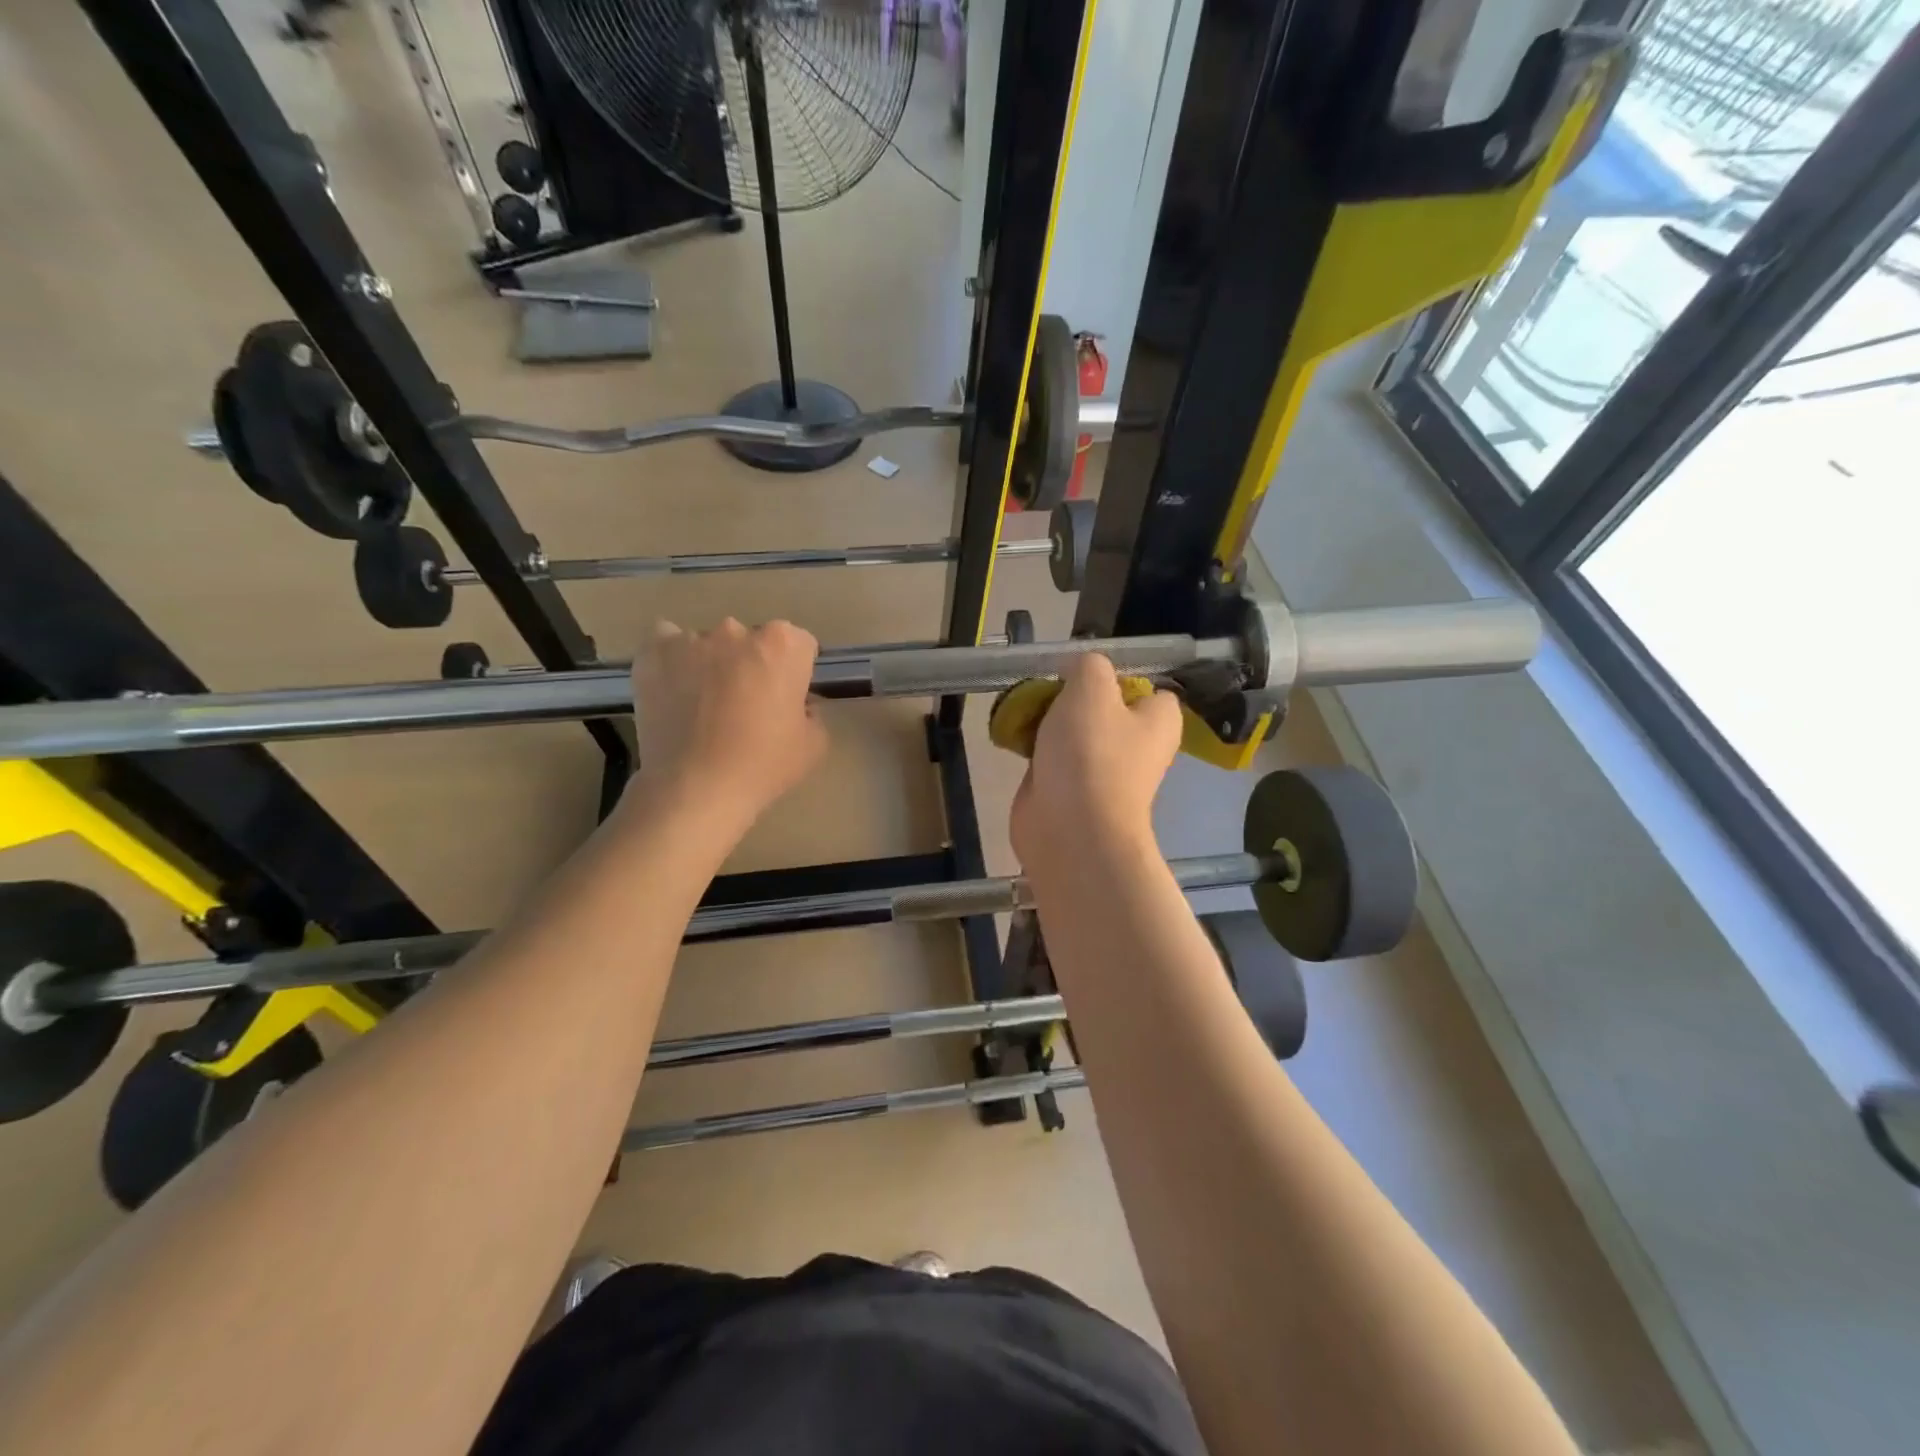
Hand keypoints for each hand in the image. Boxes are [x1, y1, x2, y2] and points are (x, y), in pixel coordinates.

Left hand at [629, 618, 826, 826]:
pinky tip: (674, 690)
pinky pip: (665, 645)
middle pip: (752, 641)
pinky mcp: (653, 654)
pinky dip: (672, 661)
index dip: (795, 672)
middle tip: (746, 706)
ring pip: (709, 645)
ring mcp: (691, 640)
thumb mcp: (814, 745)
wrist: (694, 788)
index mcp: (783, 646)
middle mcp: (738, 632)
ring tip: (703, 707)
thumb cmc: (763, 766)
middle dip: (752, 665)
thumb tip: (797, 704)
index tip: (787, 698)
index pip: (799, 644)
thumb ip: (812, 712)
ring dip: (712, 665)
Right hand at [1011, 654, 1180, 871]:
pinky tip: (1011, 738)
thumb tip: (1077, 671)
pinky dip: (1032, 747)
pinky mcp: (1069, 790)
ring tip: (1022, 709)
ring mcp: (1101, 771)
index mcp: (1158, 721)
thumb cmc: (1091, 753)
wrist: (1070, 830)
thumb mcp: (1092, 686)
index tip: (1083, 672)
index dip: (1117, 675)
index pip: (1148, 688)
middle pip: (1102, 706)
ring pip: (1072, 731)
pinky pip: (1050, 757)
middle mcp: (1136, 746)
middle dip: (1071, 696)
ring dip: (1046, 719)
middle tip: (1045, 687)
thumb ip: (1088, 665)